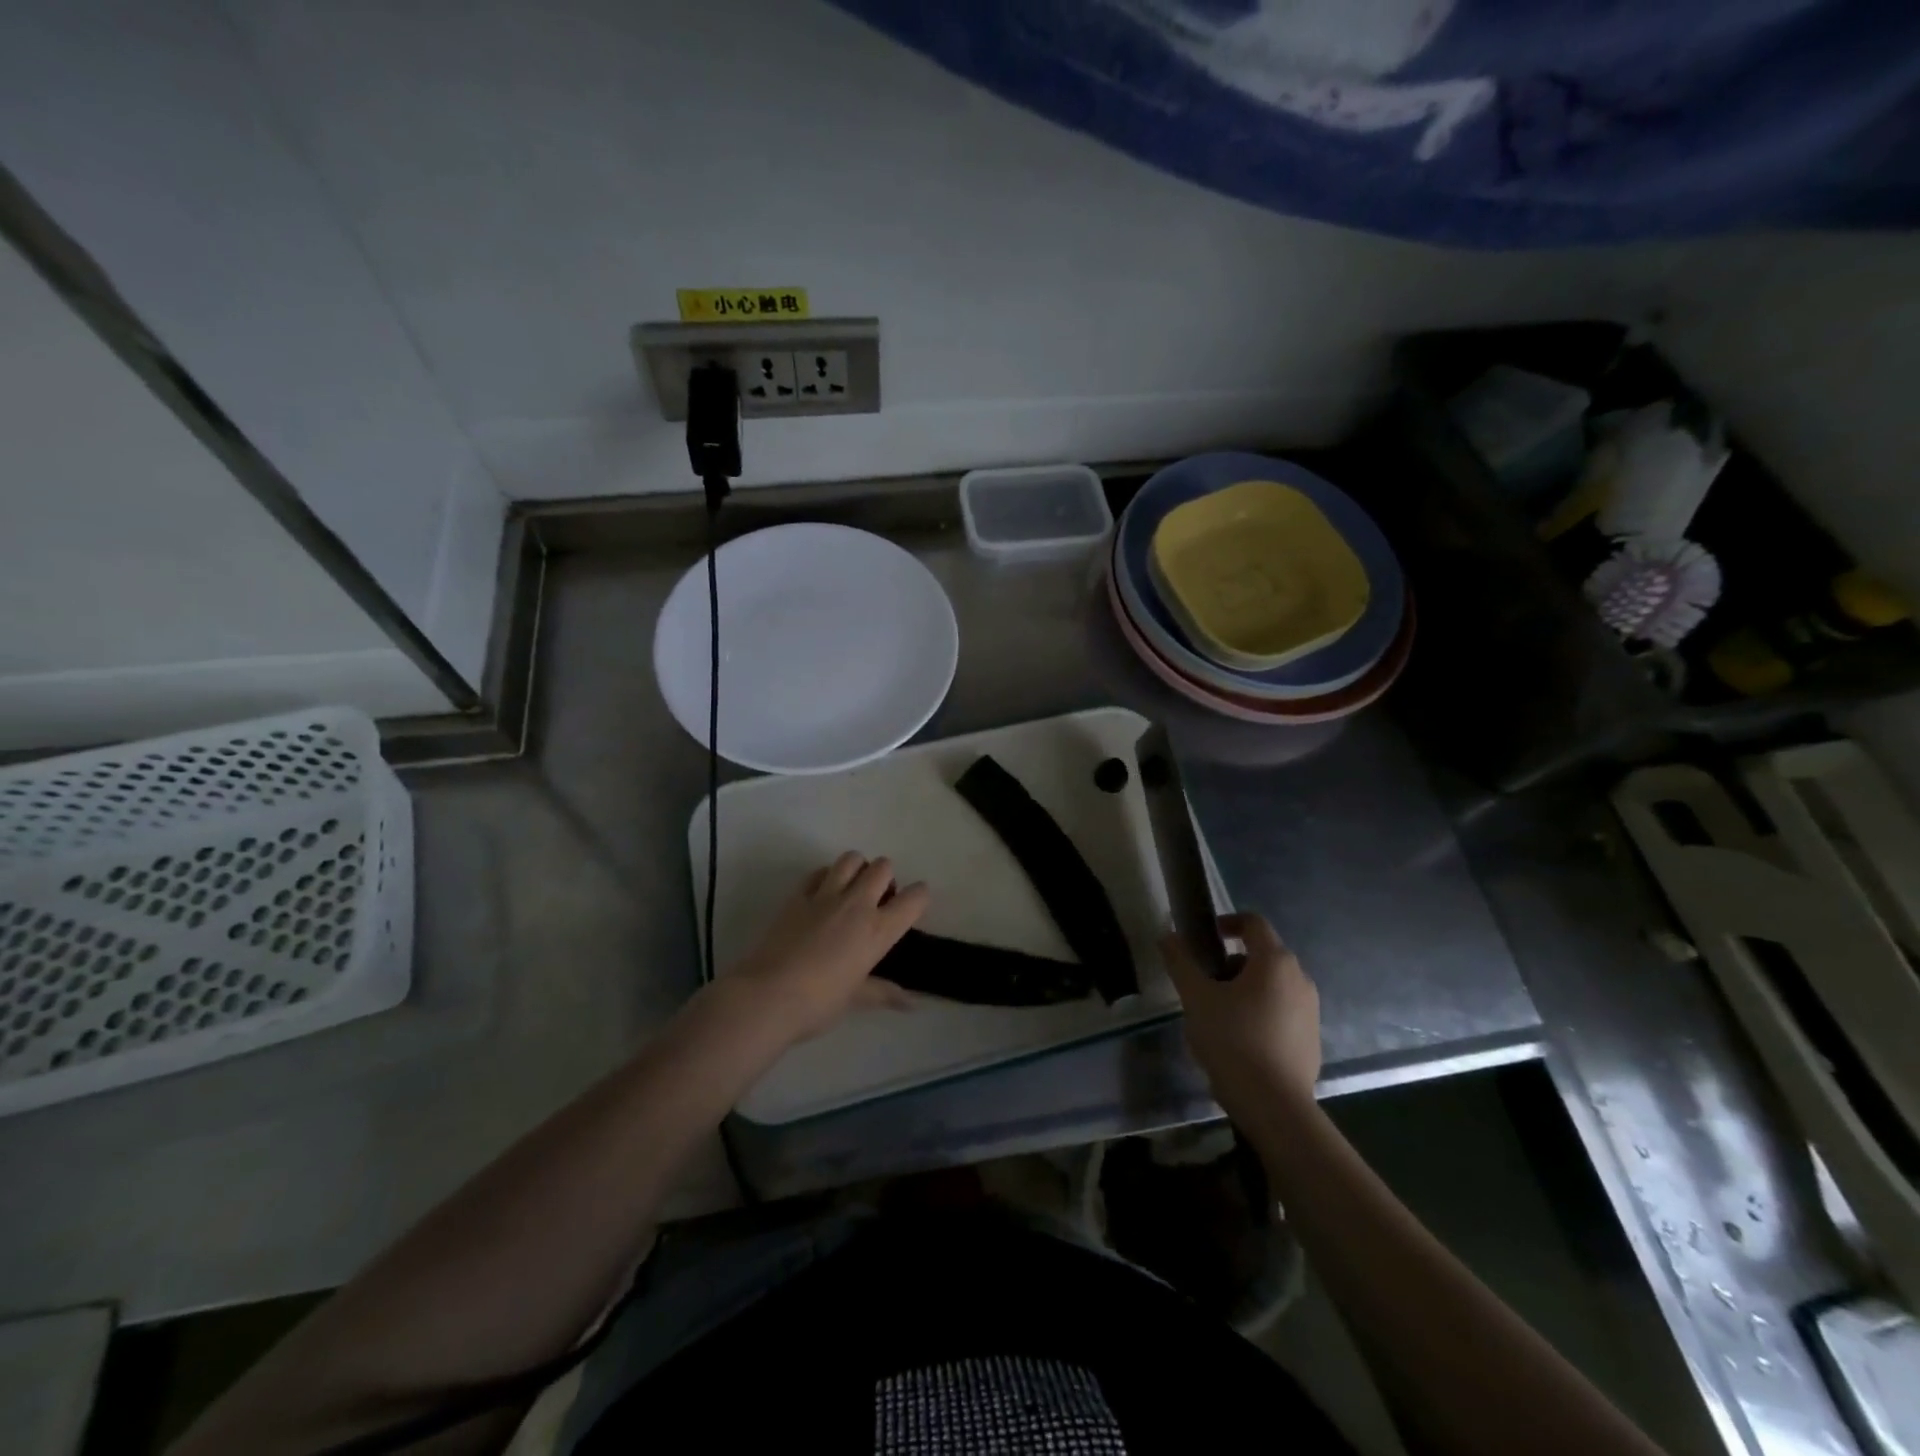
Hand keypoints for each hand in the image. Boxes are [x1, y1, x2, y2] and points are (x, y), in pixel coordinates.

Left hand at [723, 852, 928, 1043]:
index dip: (920, 896)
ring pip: (851, 859)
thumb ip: (885, 993)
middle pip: (882, 867)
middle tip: (878, 898)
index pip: (914, 898)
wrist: (767, 996)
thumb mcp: (856, 999)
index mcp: (878, 930)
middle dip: (885, 877)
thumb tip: (911, 1003)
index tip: (914, 904)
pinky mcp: (797, 895)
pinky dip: (826, 876)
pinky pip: (818, 872)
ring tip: (852, 888)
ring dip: (857, 868)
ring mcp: (825, 896)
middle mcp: (857, 904)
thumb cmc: (819, 1003)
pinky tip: (822, 894)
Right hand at [1162, 913, 1320, 1122]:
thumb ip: (1180, 962)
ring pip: (1272, 985)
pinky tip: (1239, 1039)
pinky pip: (1282, 1011)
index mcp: (1275, 961)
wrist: (1274, 1106)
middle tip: (1204, 984)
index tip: (1204, 938)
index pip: (1253, 923)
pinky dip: (1260, 1012)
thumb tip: (1168, 935)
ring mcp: (1310, 1010)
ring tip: (1218, 1015)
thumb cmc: (1233, 1040)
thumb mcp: (1196, 998)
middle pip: (1262, 955)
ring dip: (1244, 989)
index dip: (1227, 922)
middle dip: (1230, 963)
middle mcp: (1300, 979)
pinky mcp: (1312, 1038)